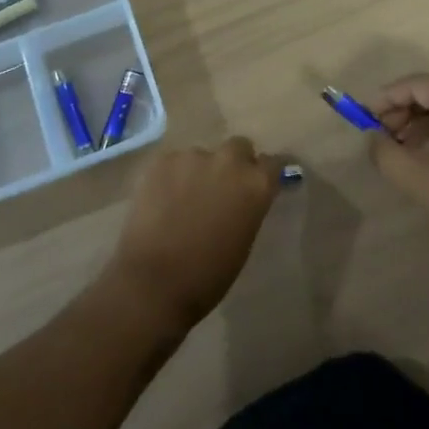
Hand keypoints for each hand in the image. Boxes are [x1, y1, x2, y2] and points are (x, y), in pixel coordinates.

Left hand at [104, 138, 280, 336]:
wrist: (155, 281)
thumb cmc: (208, 274)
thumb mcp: (244, 240)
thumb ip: (249, 207)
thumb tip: (244, 197)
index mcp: (256, 184)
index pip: (273, 163)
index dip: (268, 171)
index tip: (264, 179)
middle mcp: (229, 161)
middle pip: (239, 147)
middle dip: (235, 162)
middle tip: (223, 187)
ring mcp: (193, 156)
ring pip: (202, 156)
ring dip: (200, 171)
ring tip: (184, 198)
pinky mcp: (162, 161)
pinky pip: (174, 163)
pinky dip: (173, 176)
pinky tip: (162, 200)